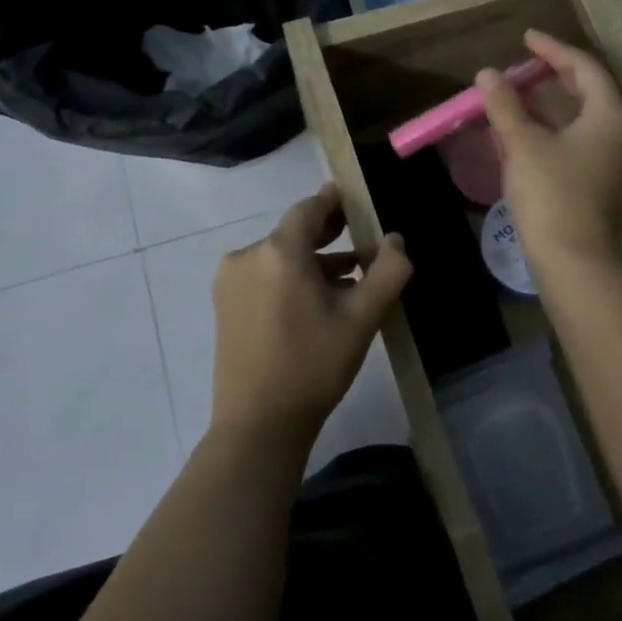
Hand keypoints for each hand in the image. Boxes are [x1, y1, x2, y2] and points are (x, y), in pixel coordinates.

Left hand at [210, 184, 411, 442]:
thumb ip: (388, 272)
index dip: (334, 200)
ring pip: (279, 257)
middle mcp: (247, 257)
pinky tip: (318, 300)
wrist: (259, 424)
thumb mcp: (362, 318)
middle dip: (328, 232)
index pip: (309, 209)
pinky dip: (291, 278)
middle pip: (293, 232)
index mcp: (278, 252)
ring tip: (350, 276)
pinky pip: (264, 276)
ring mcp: (231, 283)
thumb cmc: (314, 364)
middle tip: (360, 233)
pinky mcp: (225, 306)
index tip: (355, 196)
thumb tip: (396, 240)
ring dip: (312, 260)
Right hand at [478, 29, 621, 271]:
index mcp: (613, 114)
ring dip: (559, 103)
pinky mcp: (612, 182)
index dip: (553, 50)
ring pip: (590, 117)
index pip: (584, 67)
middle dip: (558, 75)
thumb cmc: (551, 194)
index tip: (527, 38)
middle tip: (528, 64)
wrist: (575, 260)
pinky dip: (564, 127)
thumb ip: (505, 104)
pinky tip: (536, 131)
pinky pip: (588, 140)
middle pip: (593, 90)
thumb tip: (487, 74)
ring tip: (527, 93)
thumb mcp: (523, 144)